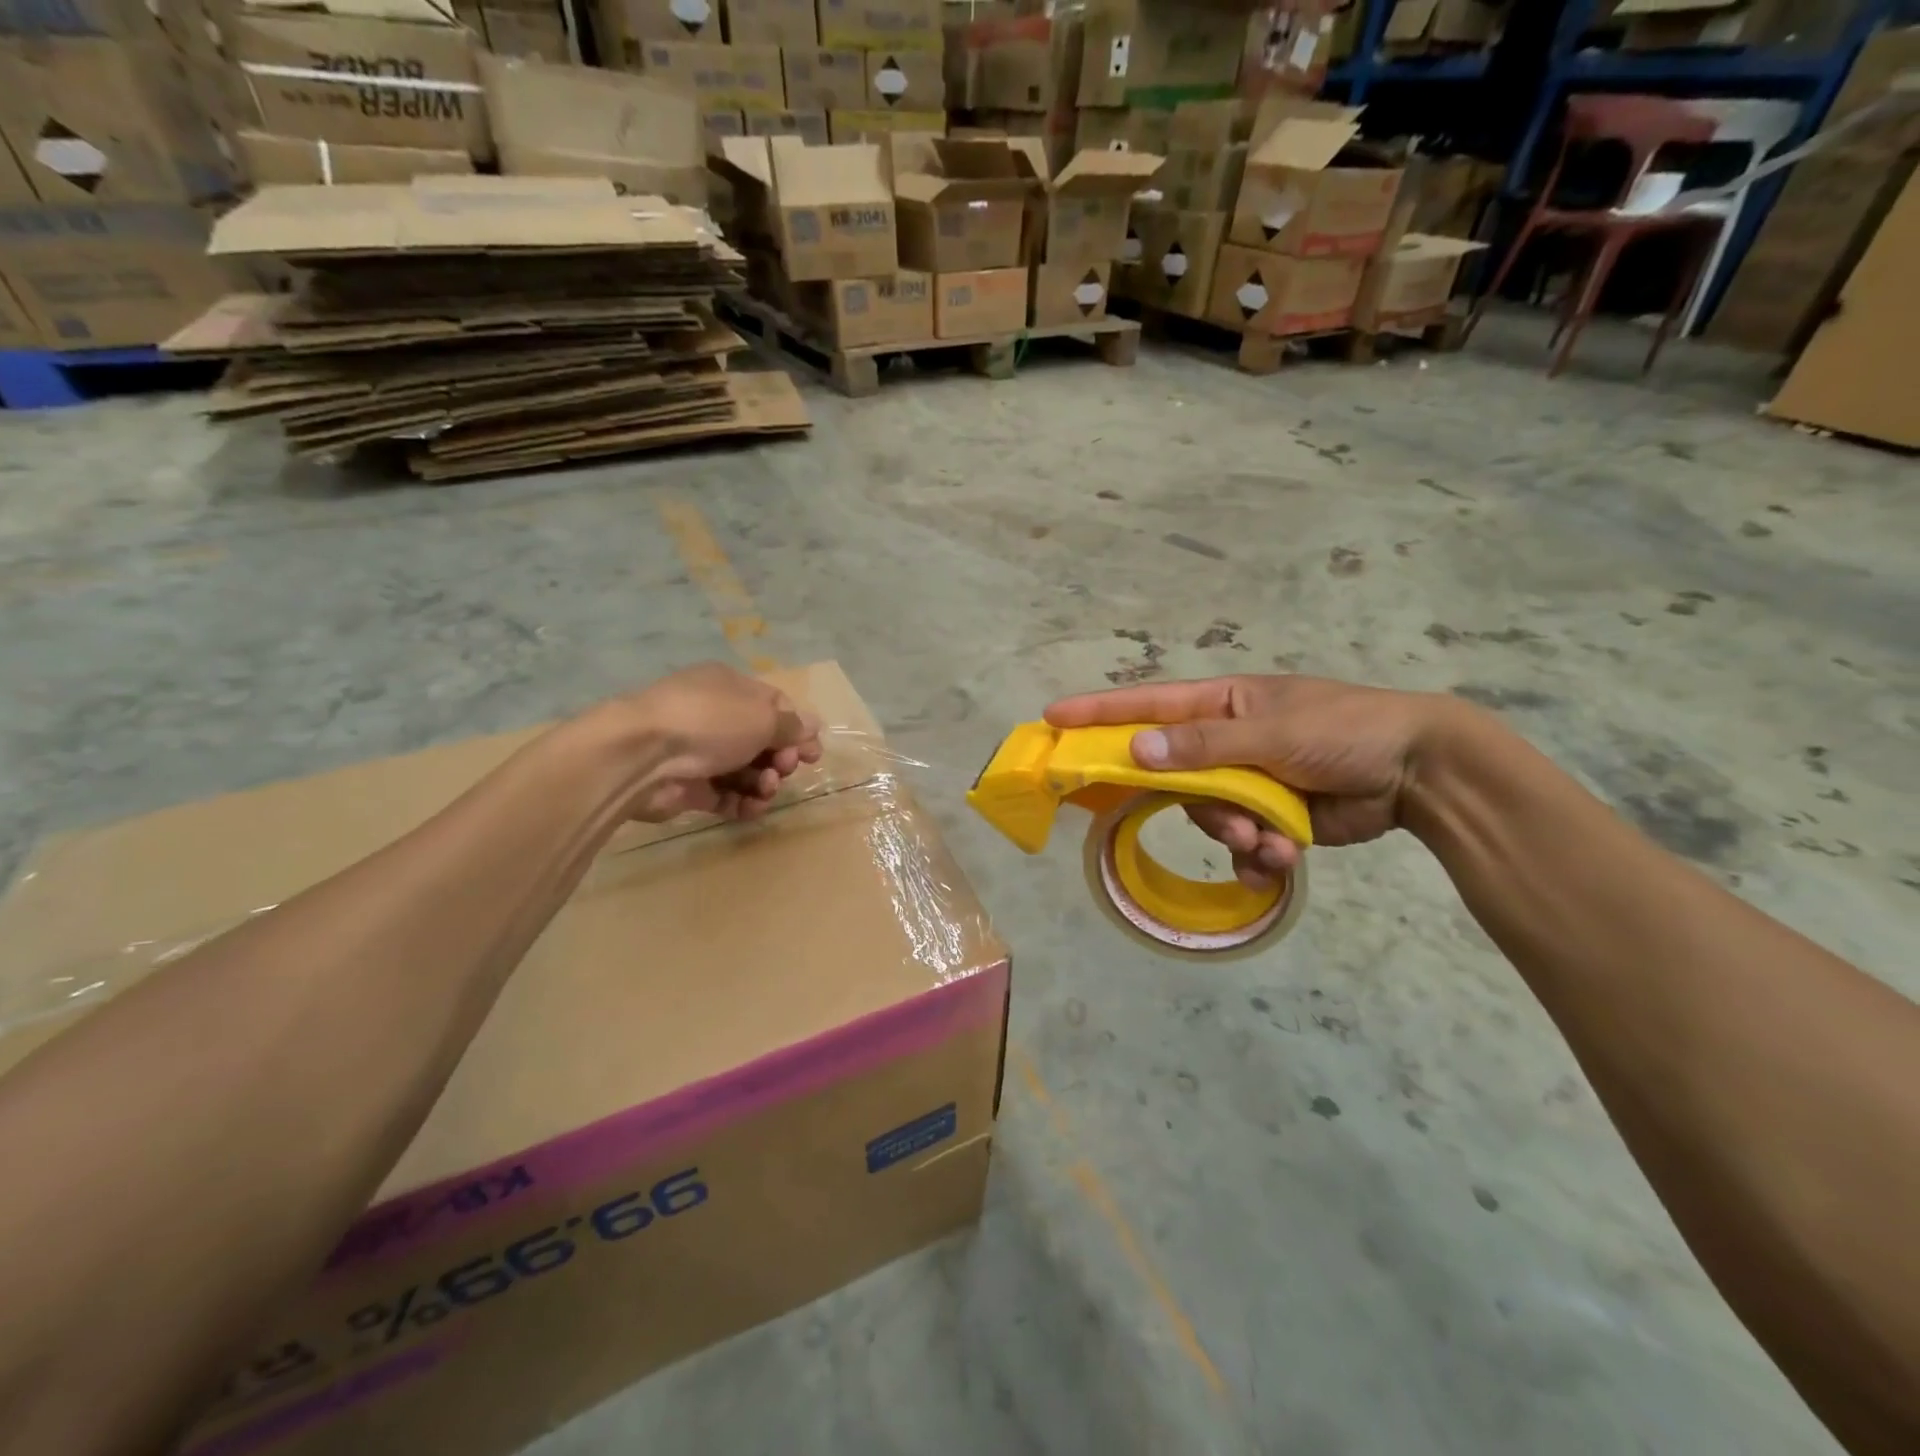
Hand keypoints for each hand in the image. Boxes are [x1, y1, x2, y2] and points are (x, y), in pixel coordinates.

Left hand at [612, 662, 822, 821]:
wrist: (642, 756)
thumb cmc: (710, 722)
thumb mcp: (762, 717)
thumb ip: (791, 726)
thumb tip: (813, 725)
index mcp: (731, 688)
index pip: (775, 707)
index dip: (797, 730)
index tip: (812, 754)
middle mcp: (715, 716)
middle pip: (762, 741)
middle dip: (781, 758)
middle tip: (785, 769)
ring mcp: (700, 753)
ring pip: (746, 771)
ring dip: (764, 783)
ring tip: (765, 789)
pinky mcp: (689, 787)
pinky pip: (726, 796)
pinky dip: (743, 803)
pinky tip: (751, 808)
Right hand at [1045, 676, 1449, 885]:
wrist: (1419, 772)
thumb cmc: (1345, 731)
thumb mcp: (1273, 732)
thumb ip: (1204, 745)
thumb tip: (1137, 750)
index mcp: (1223, 705)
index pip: (1148, 706)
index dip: (1099, 713)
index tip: (1053, 719)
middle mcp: (1226, 742)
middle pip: (1174, 775)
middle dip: (1194, 803)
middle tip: (1225, 820)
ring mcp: (1248, 782)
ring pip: (1207, 815)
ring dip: (1234, 833)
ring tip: (1270, 839)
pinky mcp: (1270, 818)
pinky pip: (1240, 842)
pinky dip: (1256, 856)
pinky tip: (1281, 859)